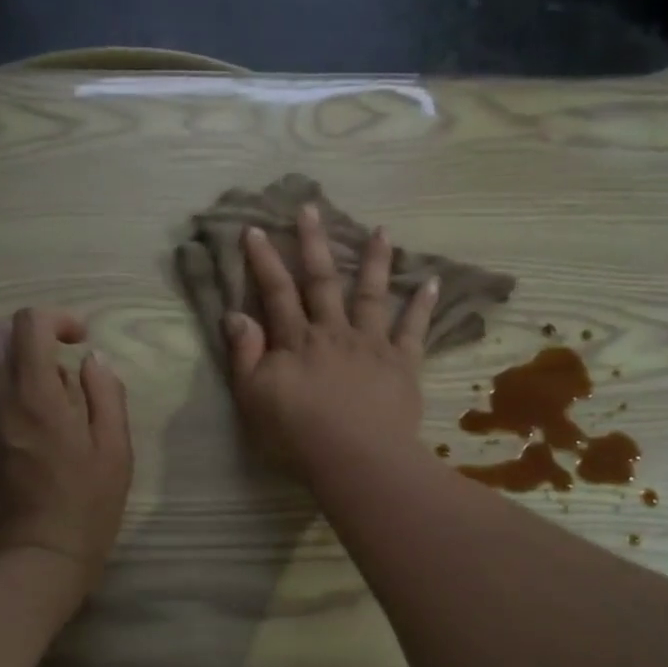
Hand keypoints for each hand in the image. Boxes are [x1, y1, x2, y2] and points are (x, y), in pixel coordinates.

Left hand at [0, 308, 132, 596]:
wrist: (30, 565)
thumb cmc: (84, 509)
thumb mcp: (115, 451)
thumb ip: (106, 394)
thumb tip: (92, 359)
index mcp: (36, 394)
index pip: (30, 323)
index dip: (57, 319)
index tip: (77, 340)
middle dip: (26, 337)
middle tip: (52, 364)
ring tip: (19, 390)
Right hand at [224, 206, 437, 478]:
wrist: (355, 459)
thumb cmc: (297, 434)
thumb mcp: (253, 398)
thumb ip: (244, 355)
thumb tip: (236, 314)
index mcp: (296, 341)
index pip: (276, 292)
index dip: (264, 260)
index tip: (255, 229)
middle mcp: (333, 332)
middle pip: (322, 281)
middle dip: (314, 243)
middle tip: (311, 208)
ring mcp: (371, 344)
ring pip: (371, 294)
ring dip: (375, 261)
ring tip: (382, 230)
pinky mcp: (402, 364)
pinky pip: (414, 330)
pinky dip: (422, 306)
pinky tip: (431, 282)